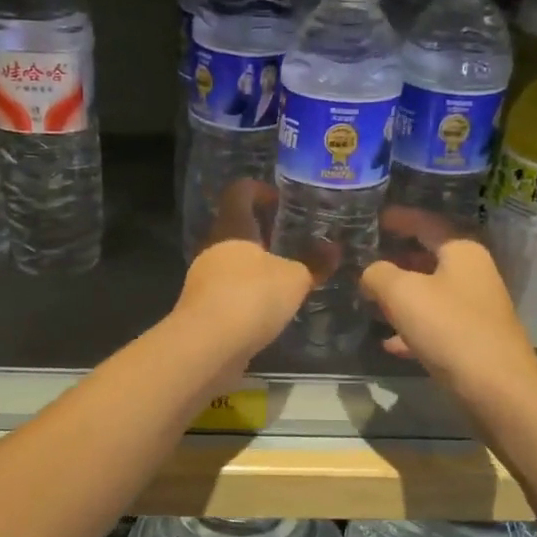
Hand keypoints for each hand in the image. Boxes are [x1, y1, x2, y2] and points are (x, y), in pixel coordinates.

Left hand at [173, 181, 322, 367]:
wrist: (207, 347)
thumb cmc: (251, 297)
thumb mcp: (294, 279)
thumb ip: (314, 264)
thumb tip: (333, 249)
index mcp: (232, 228)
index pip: (239, 192)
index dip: (259, 190)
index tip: (280, 200)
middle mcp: (213, 248)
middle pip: (236, 230)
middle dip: (262, 234)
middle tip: (292, 242)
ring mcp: (203, 280)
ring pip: (232, 263)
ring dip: (255, 268)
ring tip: (286, 278)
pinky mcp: (203, 310)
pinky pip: (229, 293)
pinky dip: (248, 295)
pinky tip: (268, 309)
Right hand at [361, 206, 536, 396]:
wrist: (497, 388)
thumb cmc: (449, 328)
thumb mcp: (402, 293)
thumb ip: (378, 274)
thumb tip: (370, 273)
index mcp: (462, 251)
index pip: (426, 222)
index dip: (398, 218)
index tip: (373, 218)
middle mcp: (473, 273)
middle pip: (429, 257)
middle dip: (396, 259)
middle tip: (365, 260)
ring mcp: (476, 307)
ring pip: (431, 292)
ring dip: (401, 295)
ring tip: (370, 299)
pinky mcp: (473, 338)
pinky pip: (435, 324)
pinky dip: (412, 328)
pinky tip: (389, 342)